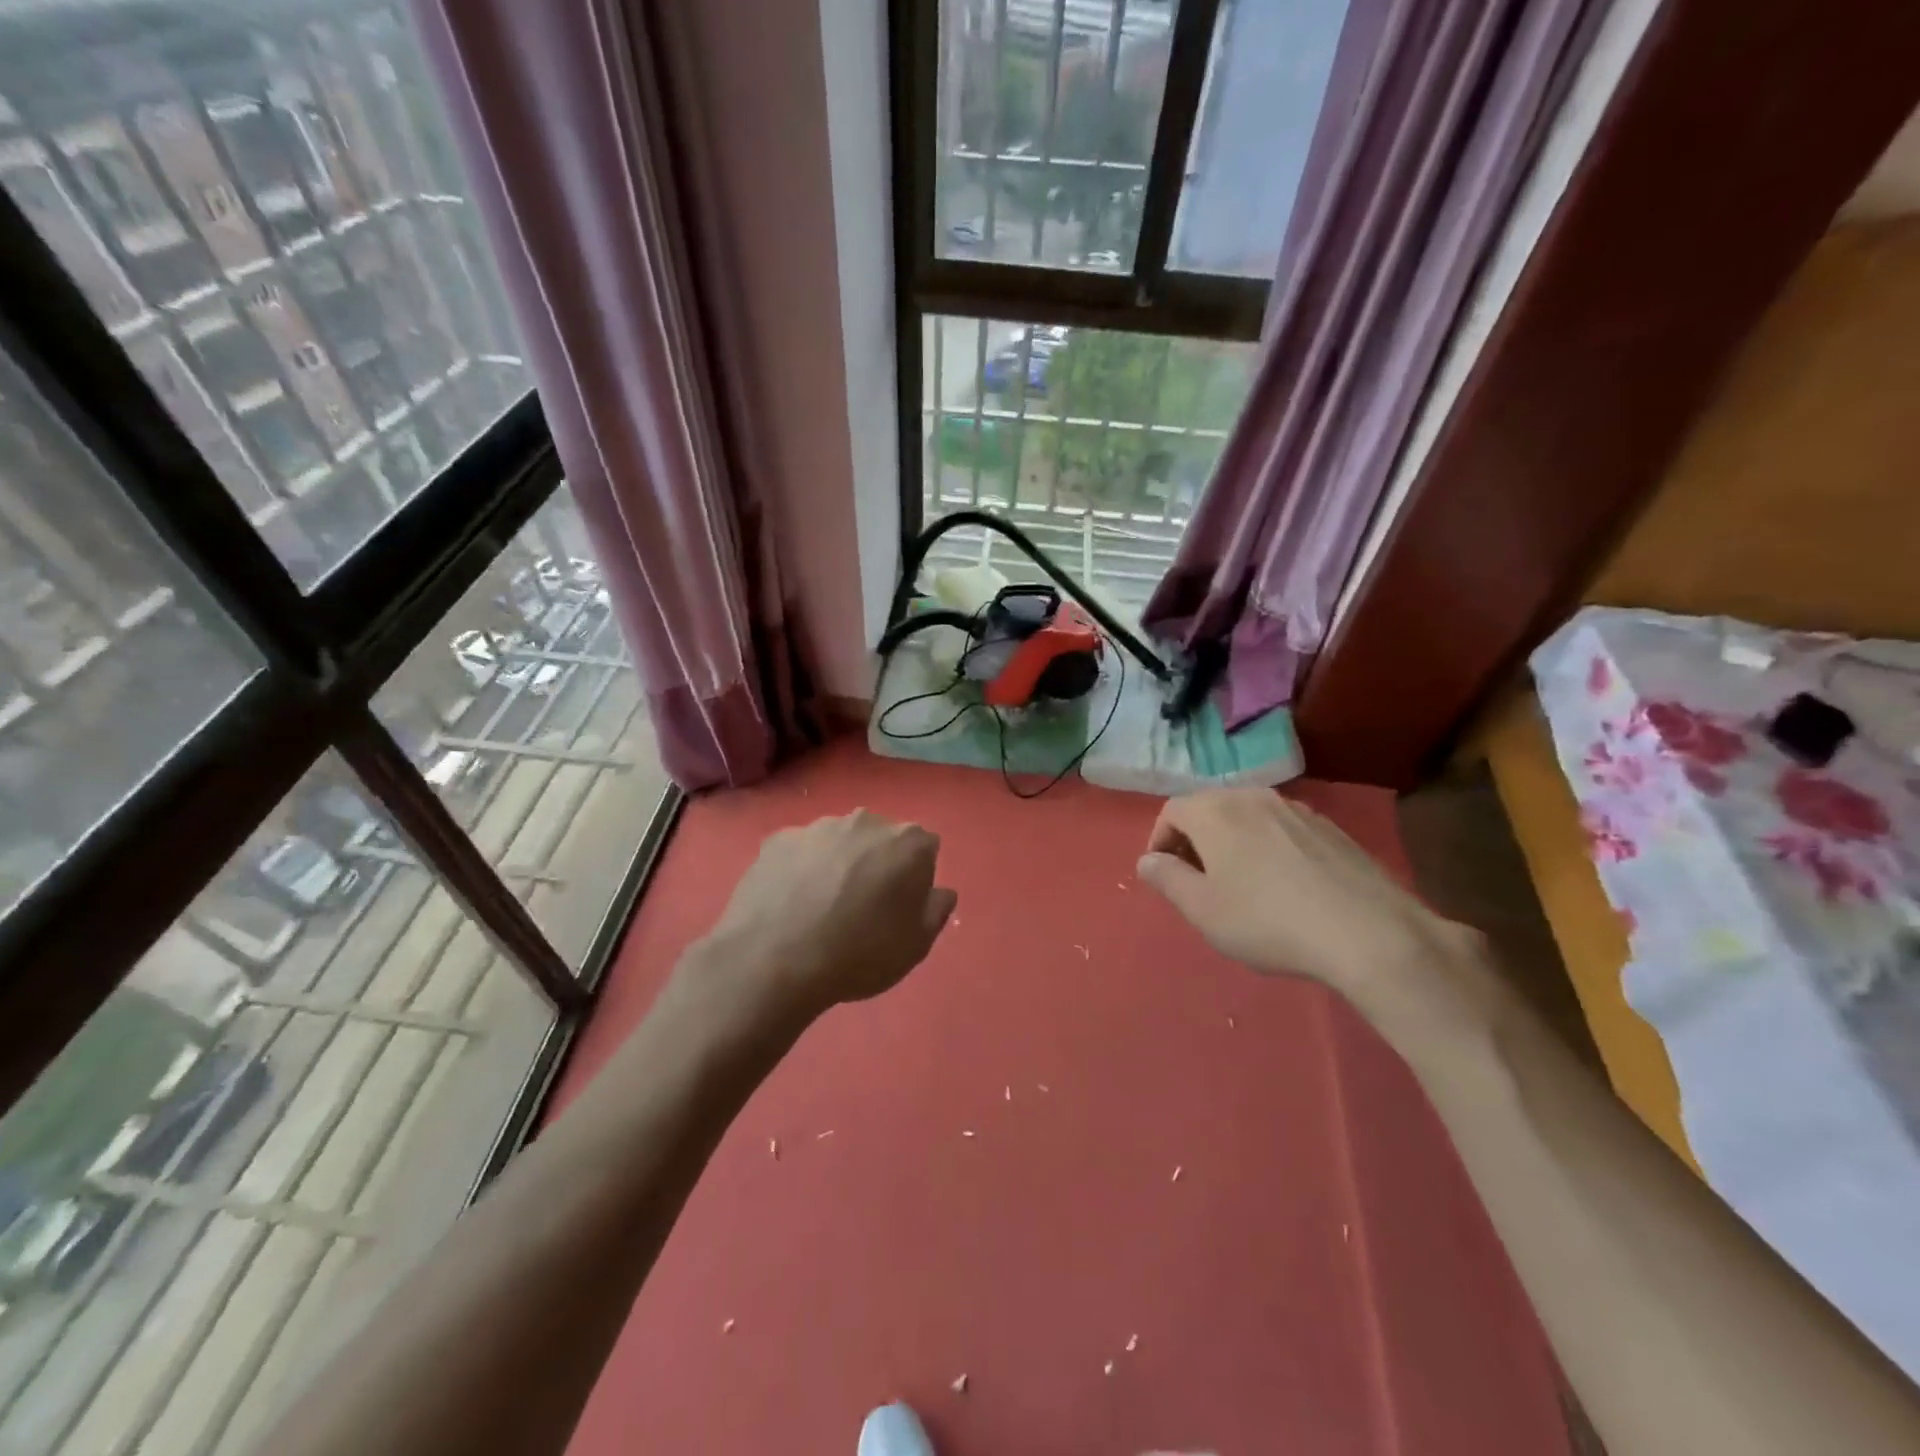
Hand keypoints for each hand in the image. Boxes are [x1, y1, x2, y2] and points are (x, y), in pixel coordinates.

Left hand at [695, 810, 956, 1021]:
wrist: (775, 960)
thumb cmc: (860, 953)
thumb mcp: (916, 945)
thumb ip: (936, 910)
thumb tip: (941, 891)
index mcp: (908, 842)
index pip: (924, 849)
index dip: (915, 878)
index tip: (900, 907)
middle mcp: (866, 821)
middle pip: (880, 839)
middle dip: (876, 864)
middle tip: (861, 907)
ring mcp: (818, 826)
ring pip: (838, 842)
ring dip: (837, 864)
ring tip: (819, 908)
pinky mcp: (778, 839)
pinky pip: (800, 852)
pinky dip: (800, 870)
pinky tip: (789, 904)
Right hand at [1136, 790, 1486, 1025]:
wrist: (1368, 932)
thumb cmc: (1268, 921)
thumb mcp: (1202, 909)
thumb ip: (1166, 879)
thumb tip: (1148, 860)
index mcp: (1215, 811)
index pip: (1171, 811)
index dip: (1160, 841)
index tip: (1165, 876)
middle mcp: (1253, 797)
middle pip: (1209, 808)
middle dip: (1194, 840)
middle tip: (1198, 881)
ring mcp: (1296, 808)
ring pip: (1247, 816)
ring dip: (1232, 842)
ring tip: (1241, 883)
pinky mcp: (1330, 827)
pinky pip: (1281, 828)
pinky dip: (1268, 846)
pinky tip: (1284, 884)